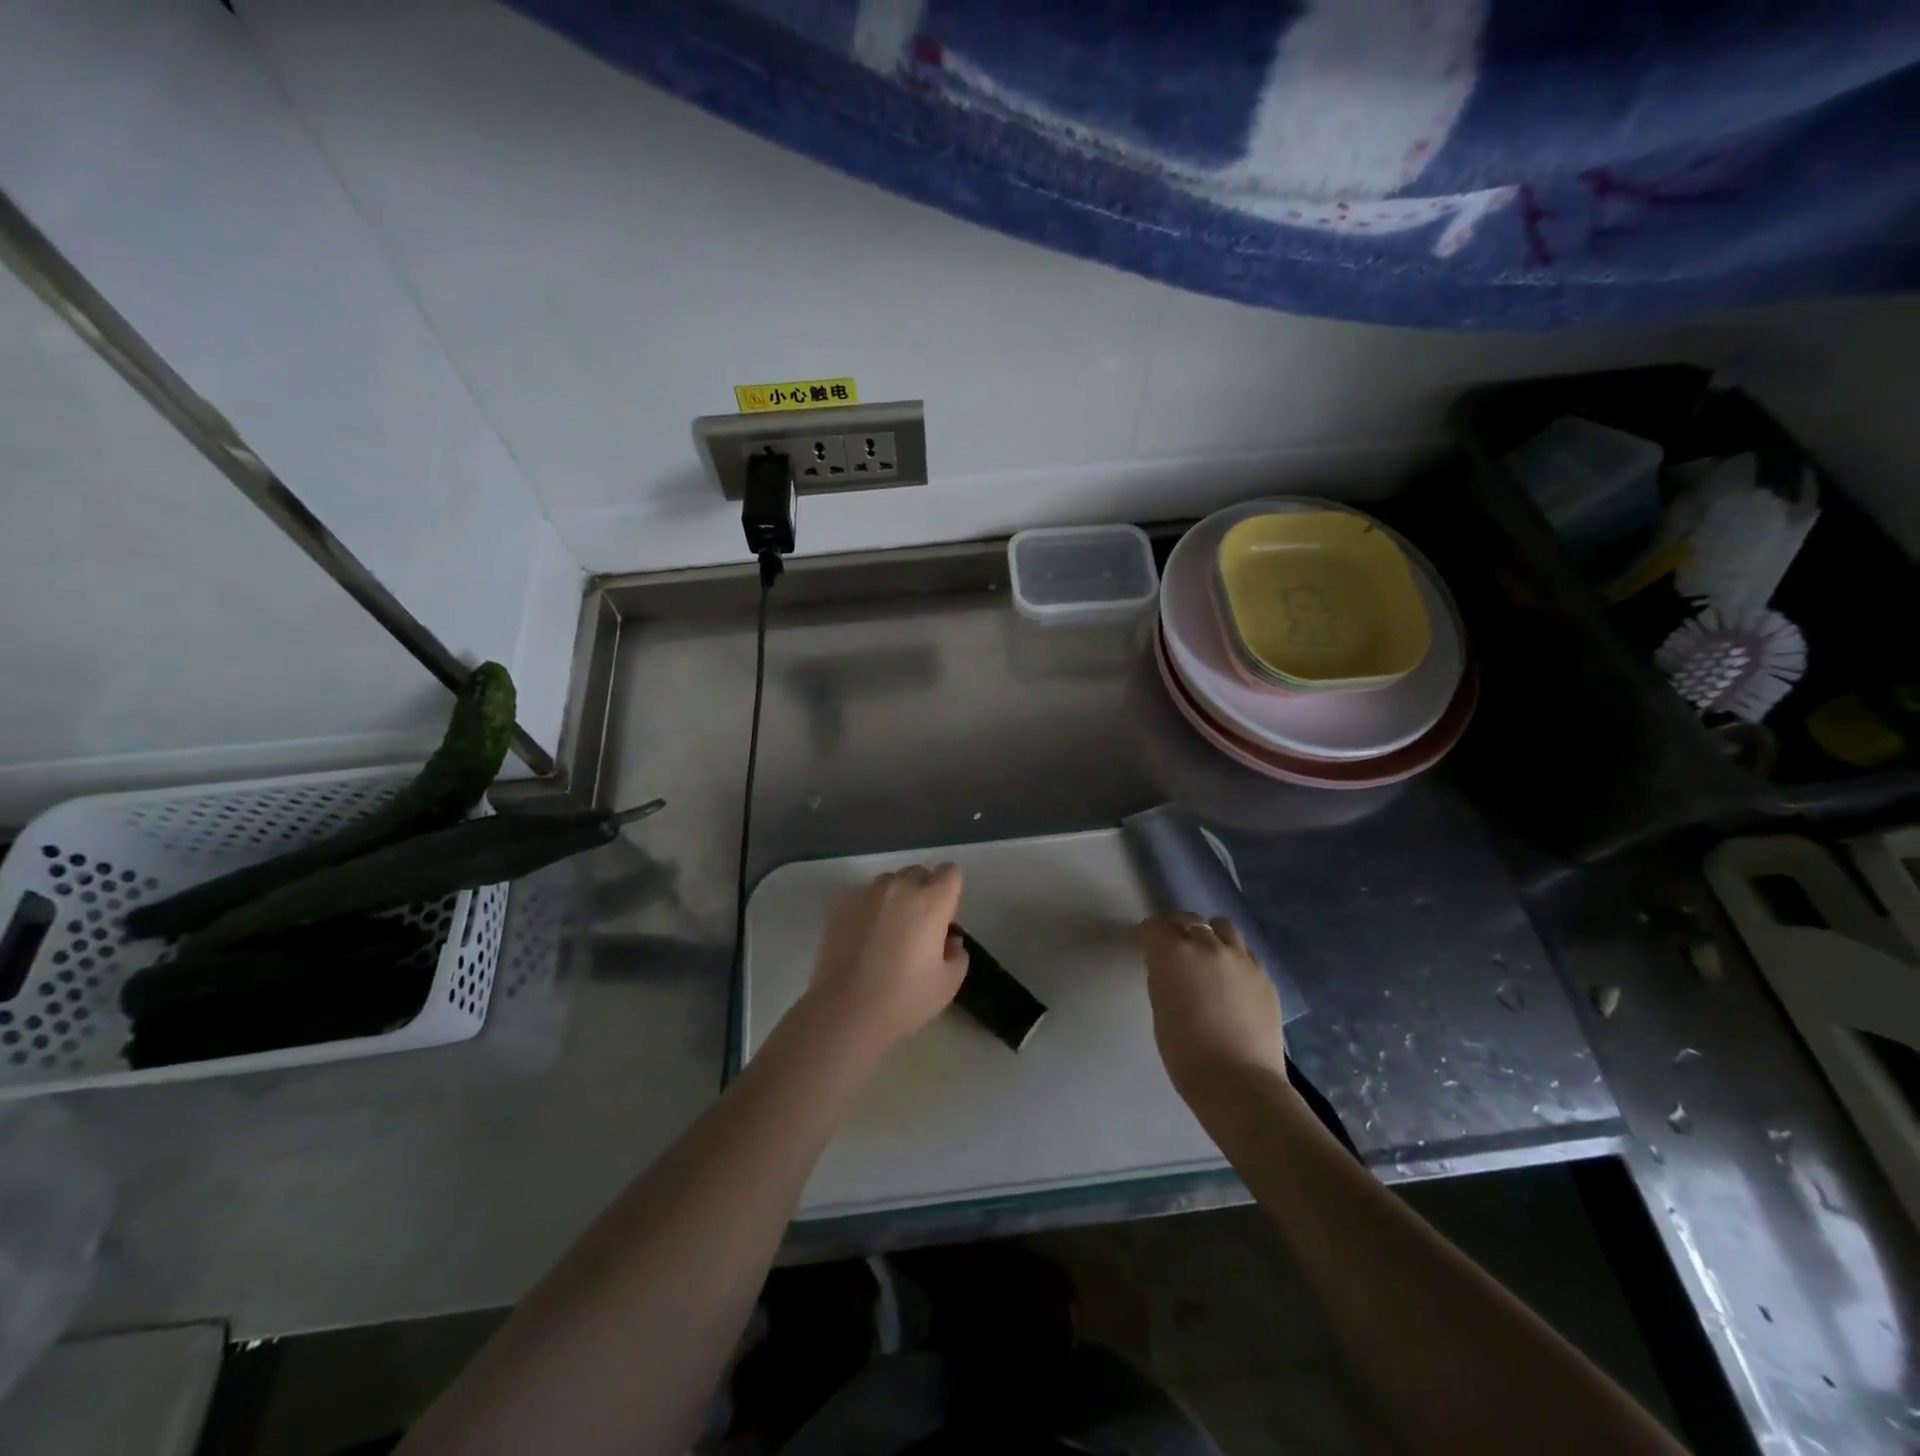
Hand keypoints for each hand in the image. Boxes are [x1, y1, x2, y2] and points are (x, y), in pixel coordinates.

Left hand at [804, 864, 968, 1055]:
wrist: (844, 1011)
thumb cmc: (903, 1000)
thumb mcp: (947, 985)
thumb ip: (957, 955)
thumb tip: (950, 940)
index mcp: (931, 903)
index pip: (949, 872)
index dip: (950, 890)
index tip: (945, 914)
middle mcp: (900, 888)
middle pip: (918, 873)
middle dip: (923, 891)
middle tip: (918, 925)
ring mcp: (867, 893)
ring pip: (889, 881)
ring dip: (895, 896)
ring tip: (888, 929)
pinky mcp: (841, 905)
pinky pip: (864, 894)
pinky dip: (870, 907)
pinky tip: (864, 936)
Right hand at [1137, 913, 1285, 1105]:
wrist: (1238, 1082)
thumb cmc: (1185, 1052)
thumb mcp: (1160, 1009)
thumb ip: (1162, 977)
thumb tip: (1167, 967)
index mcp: (1174, 953)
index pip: (1154, 926)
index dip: (1147, 934)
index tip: (1145, 945)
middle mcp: (1207, 945)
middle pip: (1188, 919)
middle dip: (1176, 929)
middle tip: (1173, 948)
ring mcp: (1240, 957)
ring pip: (1221, 927)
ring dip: (1209, 934)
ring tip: (1206, 954)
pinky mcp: (1263, 974)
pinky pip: (1244, 951)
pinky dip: (1232, 955)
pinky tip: (1230, 977)